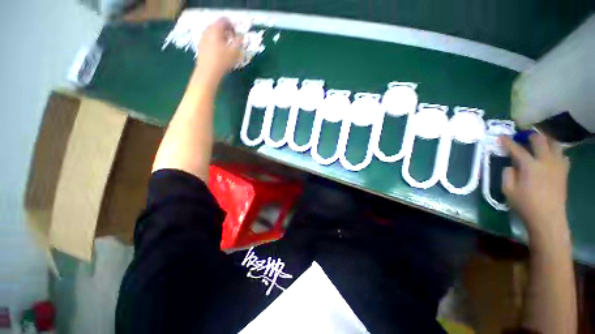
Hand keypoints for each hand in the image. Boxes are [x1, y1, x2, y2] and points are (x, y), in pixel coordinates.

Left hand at [195, 18, 242, 83]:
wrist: (208, 72)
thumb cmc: (222, 61)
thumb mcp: (234, 52)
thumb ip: (239, 42)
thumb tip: (242, 37)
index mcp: (215, 29)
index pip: (224, 21)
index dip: (233, 26)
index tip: (238, 36)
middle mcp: (207, 31)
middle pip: (218, 26)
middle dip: (227, 33)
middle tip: (234, 42)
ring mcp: (203, 38)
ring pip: (214, 34)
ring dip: (222, 39)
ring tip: (228, 49)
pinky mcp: (201, 46)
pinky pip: (210, 40)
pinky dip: (216, 43)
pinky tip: (221, 53)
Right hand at [499, 133, 569, 237]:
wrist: (548, 217)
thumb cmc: (525, 204)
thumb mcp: (508, 190)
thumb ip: (507, 174)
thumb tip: (511, 165)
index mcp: (529, 166)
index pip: (516, 149)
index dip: (507, 142)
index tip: (501, 137)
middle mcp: (545, 161)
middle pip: (540, 140)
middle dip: (530, 136)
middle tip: (523, 137)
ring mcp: (557, 165)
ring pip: (555, 144)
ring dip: (546, 141)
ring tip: (539, 143)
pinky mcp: (564, 171)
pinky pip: (563, 155)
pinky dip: (556, 153)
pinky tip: (551, 157)